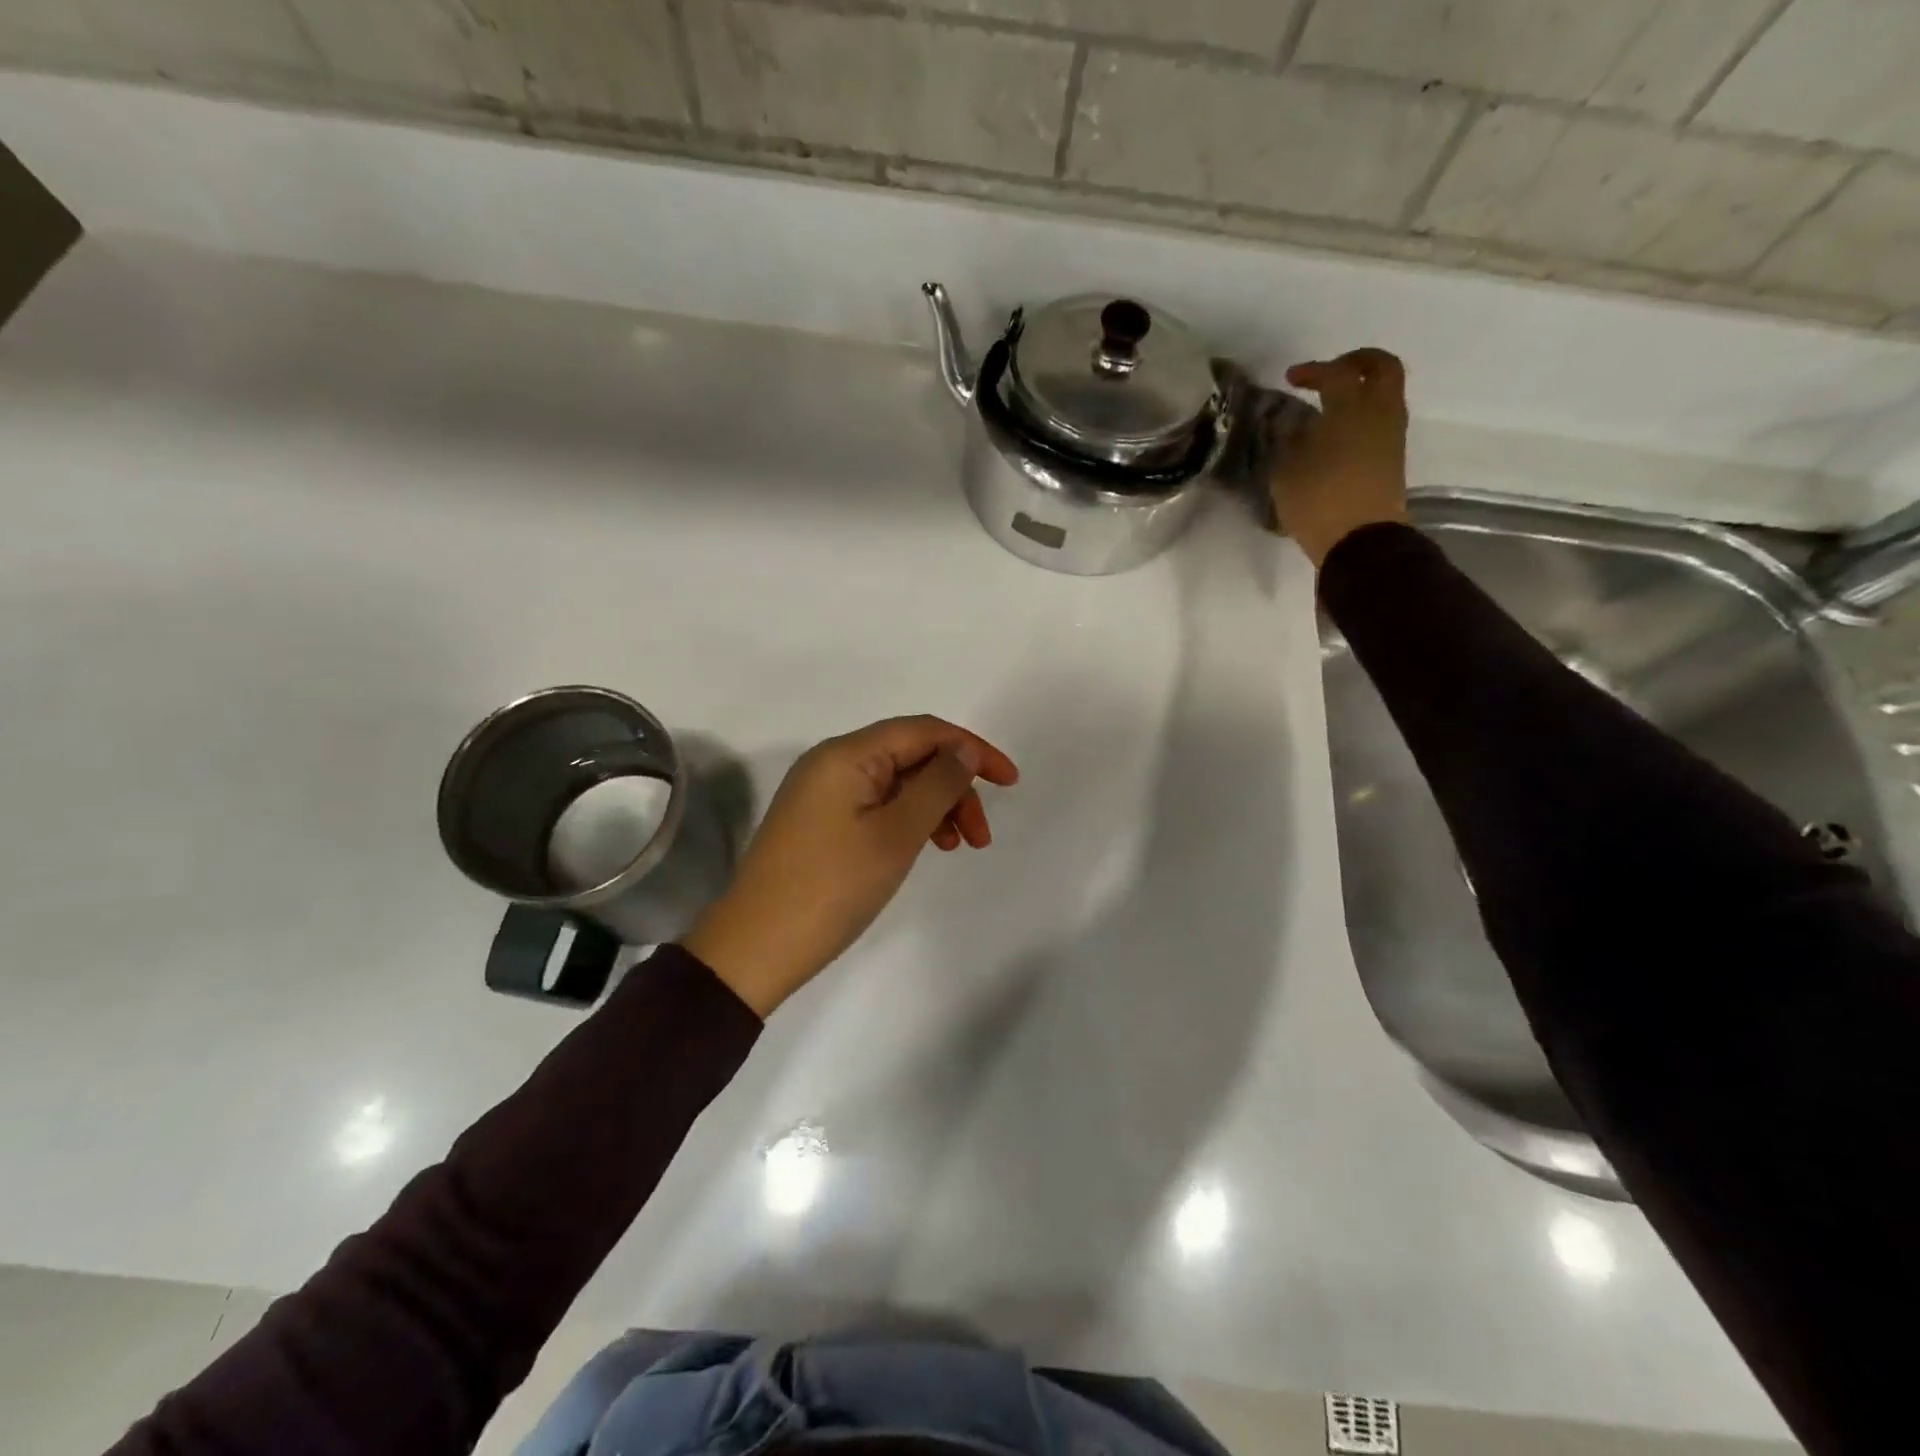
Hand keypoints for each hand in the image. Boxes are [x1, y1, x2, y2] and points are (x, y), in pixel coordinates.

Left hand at [681, 716, 1019, 1016]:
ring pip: (896, 783)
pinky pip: (876, 805)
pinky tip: (924, 846)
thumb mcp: (896, 833)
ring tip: (957, 847)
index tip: (1010, 781)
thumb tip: (963, 748)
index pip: (924, 731)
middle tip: (980, 837)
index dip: (972, 750)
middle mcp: (832, 763)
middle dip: (954, 787)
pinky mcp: (819, 822)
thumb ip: (937, 784)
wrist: (756, 947)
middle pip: (911, 756)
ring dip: (935, 806)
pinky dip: (907, 820)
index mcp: (847, 754)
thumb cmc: (832, 887)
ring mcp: (822, 793)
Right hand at [1271, 348, 1410, 567]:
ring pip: (1387, 392)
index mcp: (1350, 407)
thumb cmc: (1317, 501)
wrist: (1361, 540)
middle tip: (1331, 372)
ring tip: (1333, 405)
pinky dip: (1365, 414)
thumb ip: (1288, 440)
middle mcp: (1379, 411)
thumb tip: (1291, 425)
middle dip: (1357, 362)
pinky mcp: (1393, 457)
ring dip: (1363, 389)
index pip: (1334, 373)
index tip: (1291, 379)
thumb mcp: (1286, 471)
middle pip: (1381, 367)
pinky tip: (1340, 432)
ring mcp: (1391, 434)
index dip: (1312, 371)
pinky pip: (1383, 419)